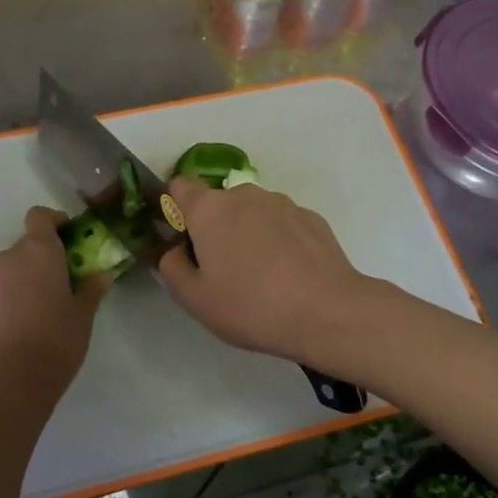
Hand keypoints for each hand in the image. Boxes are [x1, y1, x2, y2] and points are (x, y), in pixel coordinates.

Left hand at [0, 207, 109, 390]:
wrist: (11, 379)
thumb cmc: (57, 339)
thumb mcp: (83, 314)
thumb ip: (92, 290)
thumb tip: (102, 276)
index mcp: (39, 250)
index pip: (40, 216)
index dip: (54, 221)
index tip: (68, 237)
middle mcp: (9, 257)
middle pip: (26, 244)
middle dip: (42, 257)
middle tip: (61, 281)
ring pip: (9, 268)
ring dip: (23, 277)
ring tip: (39, 307)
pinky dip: (8, 296)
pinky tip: (21, 323)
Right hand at [156, 177, 377, 366]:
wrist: (326, 312)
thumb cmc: (250, 305)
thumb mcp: (194, 298)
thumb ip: (171, 267)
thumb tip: (175, 250)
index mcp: (209, 208)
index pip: (180, 186)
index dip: (176, 208)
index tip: (183, 239)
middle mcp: (245, 194)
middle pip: (219, 203)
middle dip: (216, 228)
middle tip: (223, 270)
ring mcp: (282, 203)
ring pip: (252, 213)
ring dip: (249, 234)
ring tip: (261, 277)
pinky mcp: (311, 217)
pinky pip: (282, 224)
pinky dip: (279, 241)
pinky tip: (289, 276)